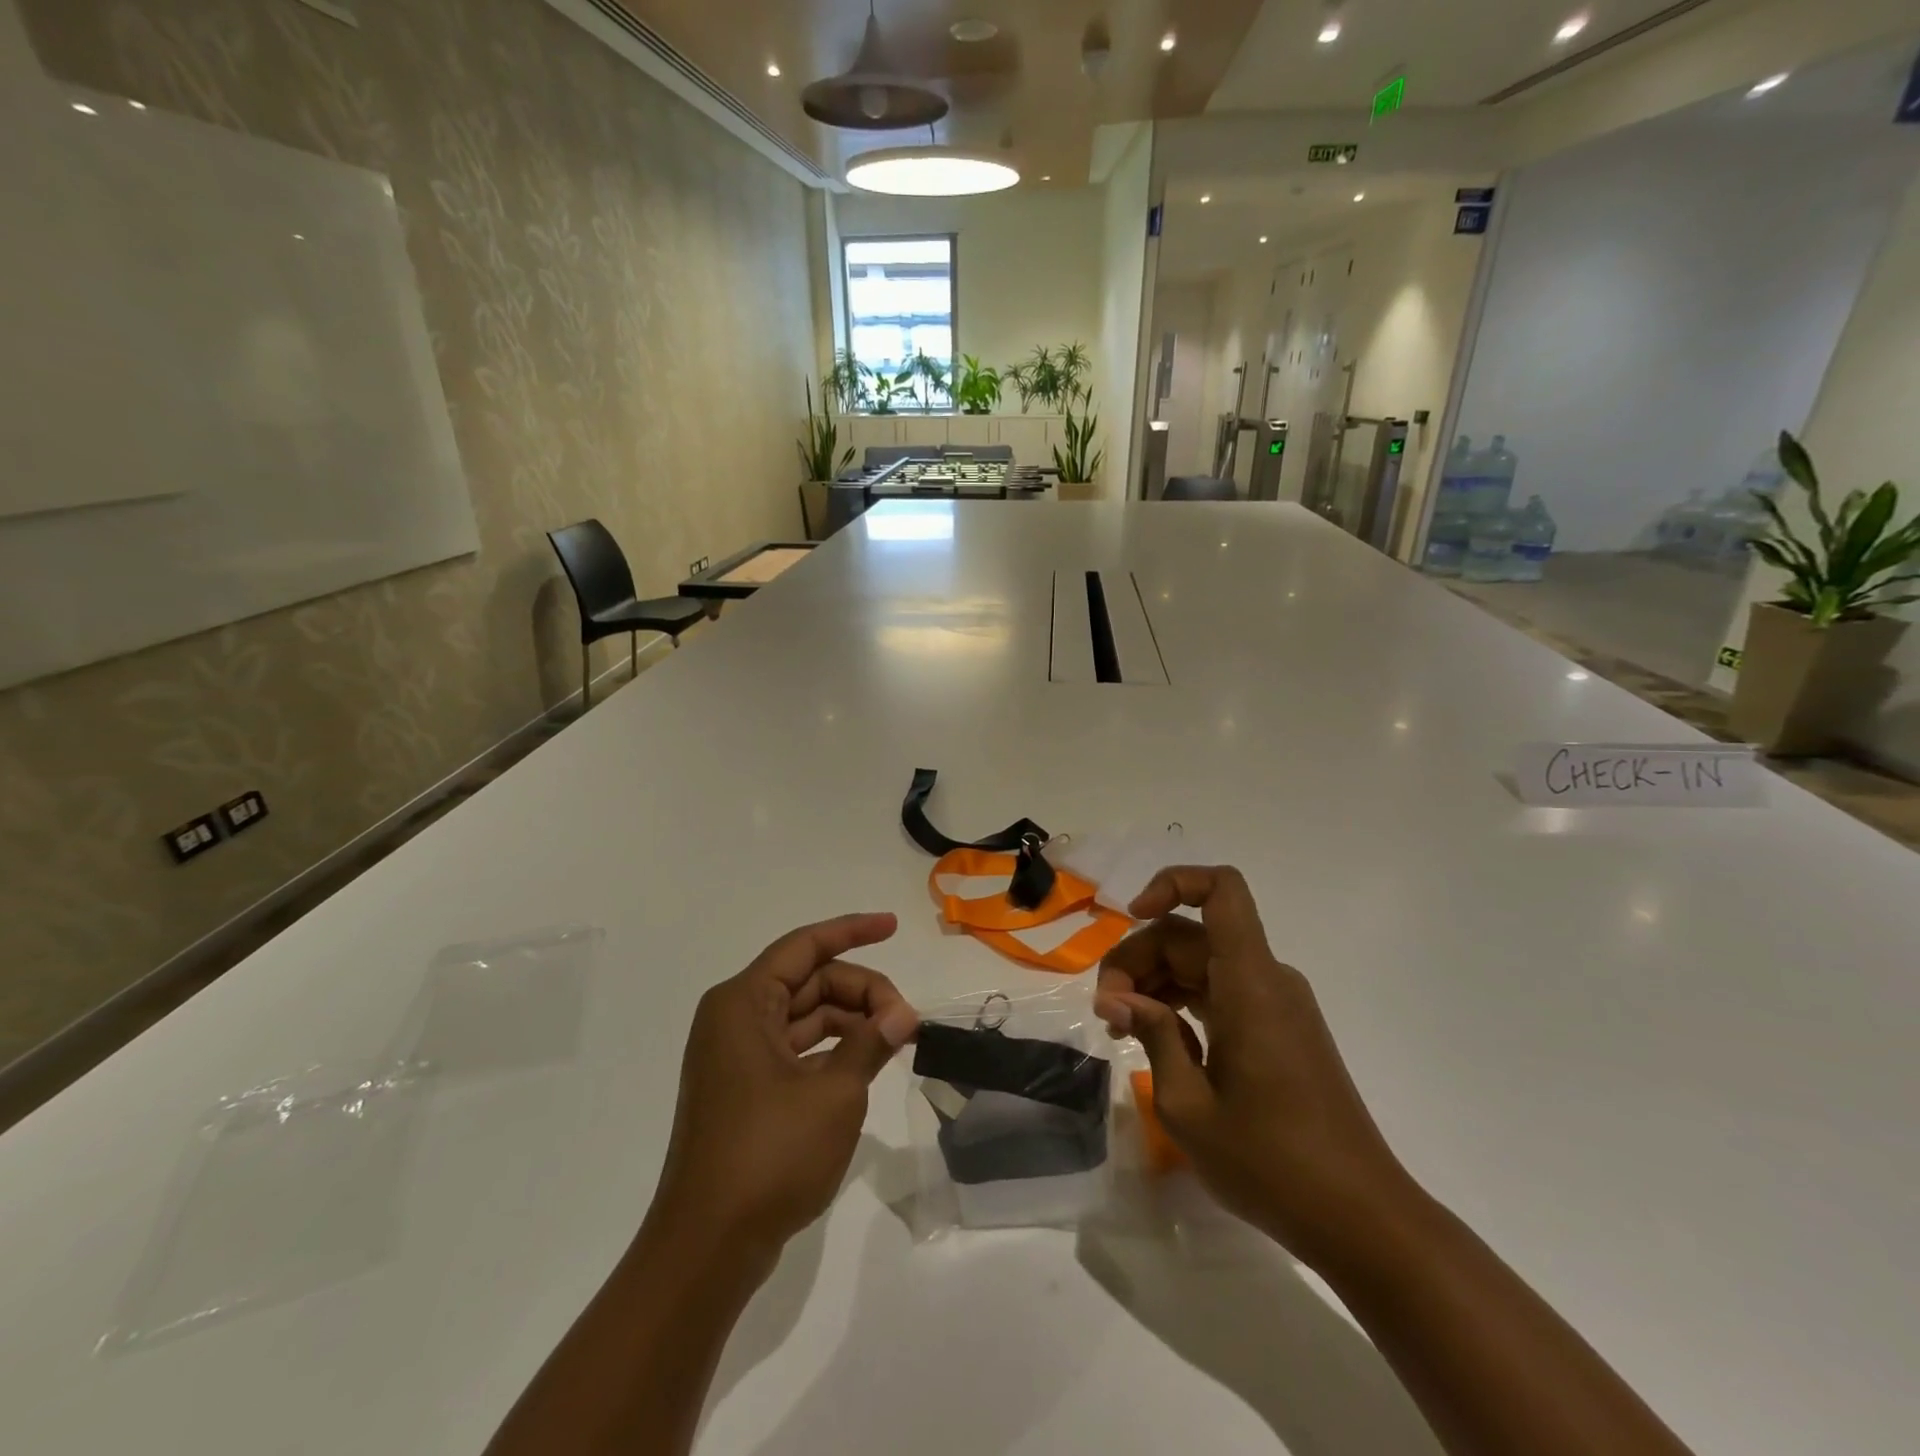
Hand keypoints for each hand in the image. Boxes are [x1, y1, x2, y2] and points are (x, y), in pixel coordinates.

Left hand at [651, 913, 919, 1264]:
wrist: (706, 1248)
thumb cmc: (768, 1156)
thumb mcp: (834, 1094)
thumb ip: (870, 1043)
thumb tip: (903, 1014)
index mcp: (743, 1003)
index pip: (805, 946)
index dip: (852, 930)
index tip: (893, 926)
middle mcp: (735, 1019)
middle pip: (808, 982)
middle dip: (860, 991)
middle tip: (906, 1019)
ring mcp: (736, 1057)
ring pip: (804, 1017)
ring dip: (850, 1021)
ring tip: (895, 1039)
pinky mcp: (744, 1091)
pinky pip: (795, 1050)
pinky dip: (832, 1050)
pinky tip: (865, 1064)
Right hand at [1094, 867, 1419, 1270]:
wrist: (1362, 1219)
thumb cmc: (1272, 1163)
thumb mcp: (1188, 1105)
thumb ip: (1152, 1036)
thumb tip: (1119, 1000)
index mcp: (1249, 983)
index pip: (1221, 890)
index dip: (1172, 883)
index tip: (1131, 917)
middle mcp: (1267, 980)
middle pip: (1191, 934)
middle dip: (1139, 958)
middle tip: (1106, 1012)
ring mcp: (1277, 1005)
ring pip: (1203, 962)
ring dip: (1156, 982)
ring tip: (1122, 1030)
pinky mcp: (1280, 1030)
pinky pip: (1222, 991)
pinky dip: (1184, 1002)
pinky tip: (1157, 1041)